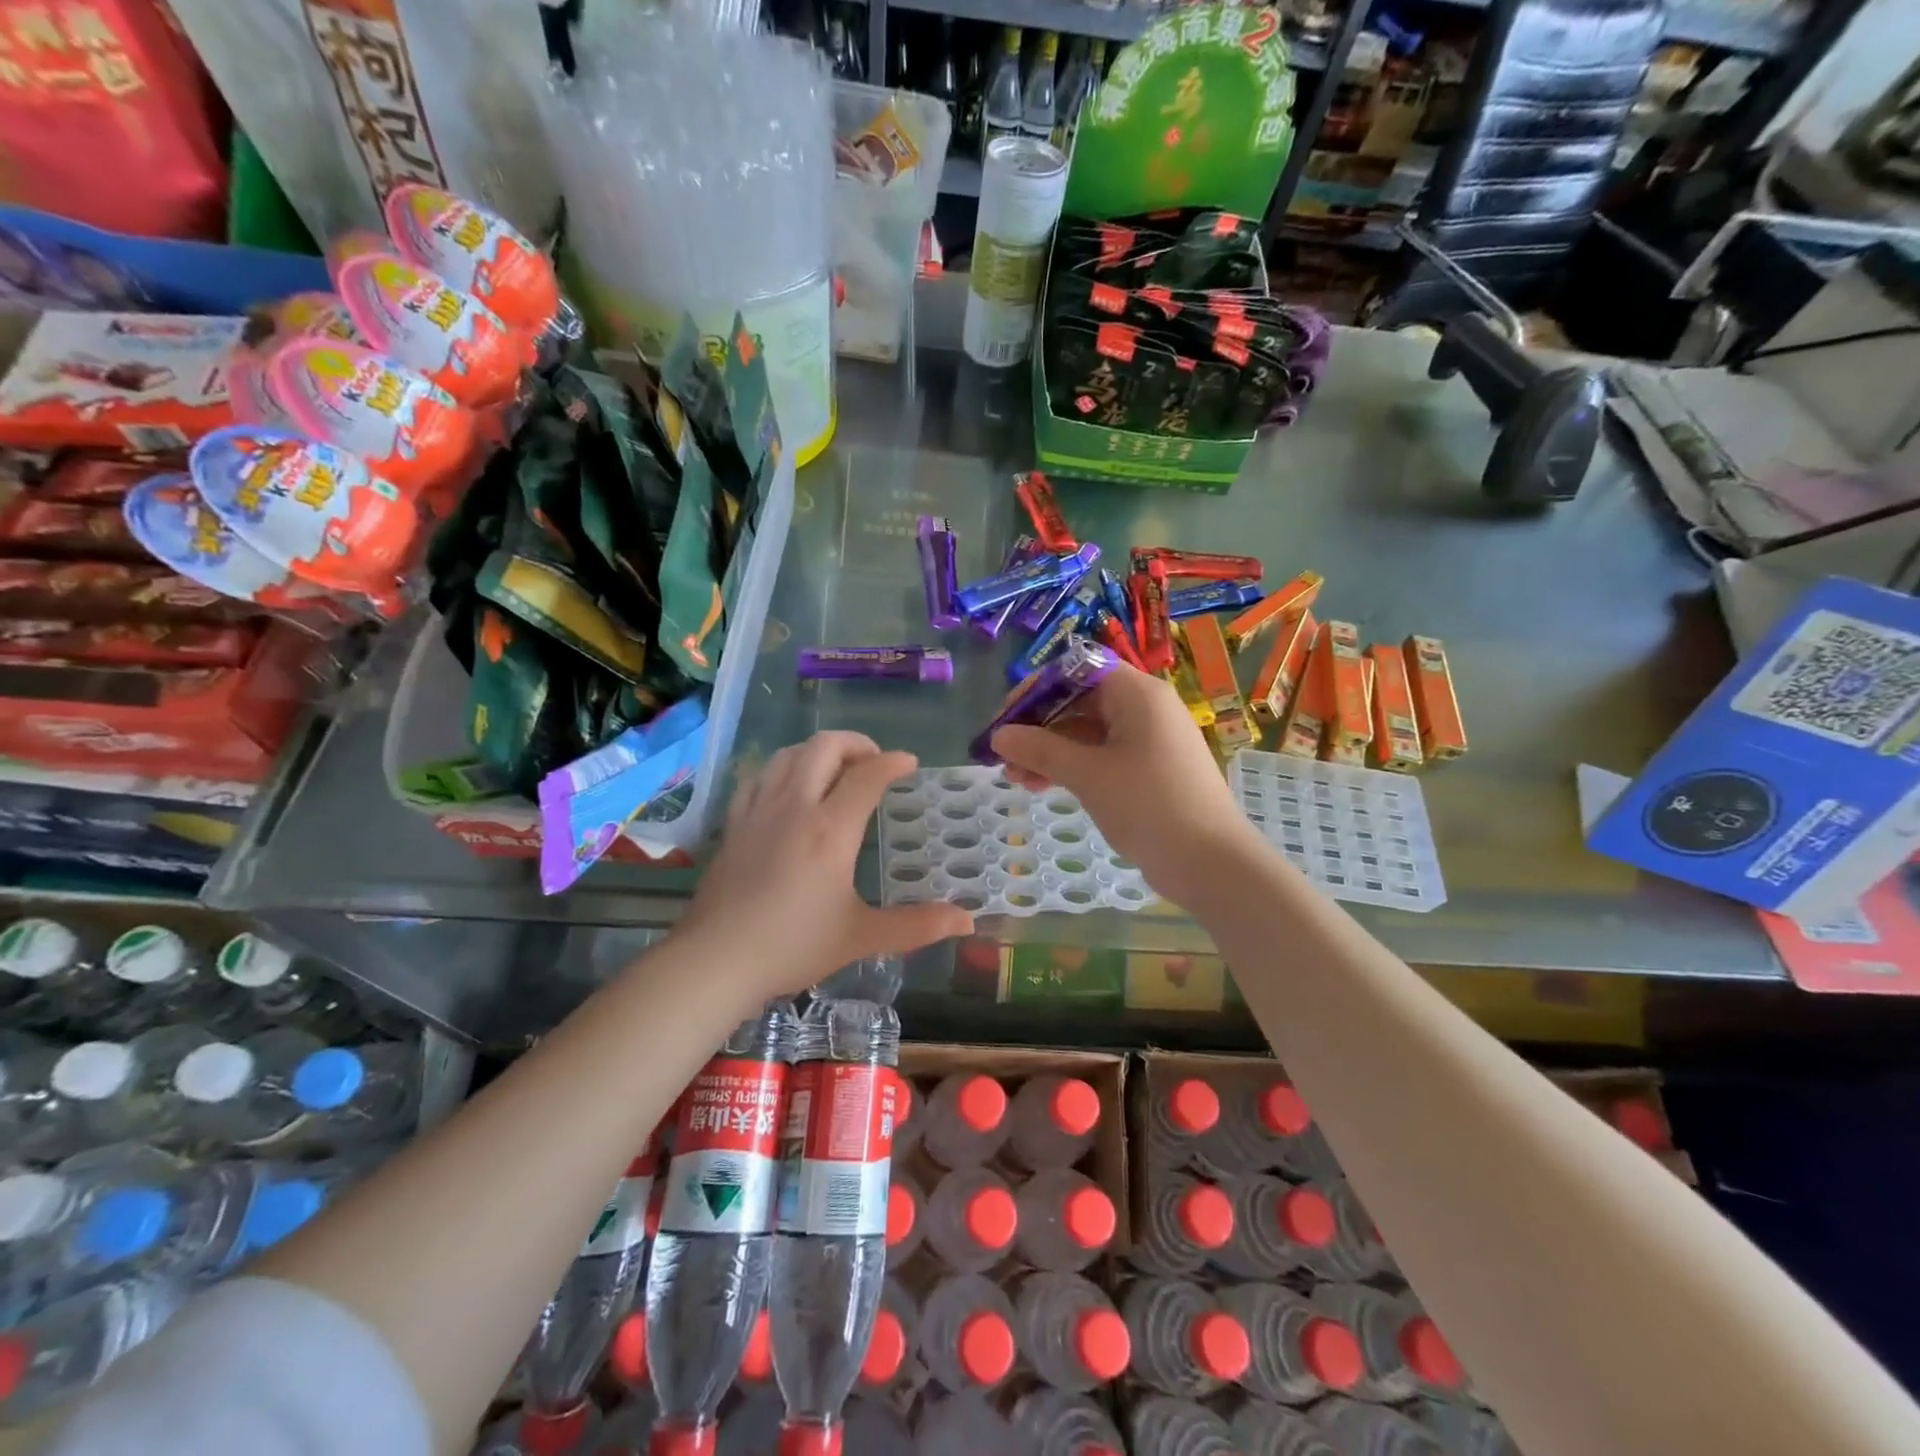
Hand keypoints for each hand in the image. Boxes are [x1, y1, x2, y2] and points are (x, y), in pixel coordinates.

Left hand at [678, 731, 973, 1004]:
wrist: (716, 960)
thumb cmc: (793, 946)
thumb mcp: (861, 937)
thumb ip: (917, 925)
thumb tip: (967, 921)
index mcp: (831, 829)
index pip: (868, 775)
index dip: (893, 762)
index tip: (909, 764)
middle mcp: (795, 806)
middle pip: (825, 747)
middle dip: (856, 743)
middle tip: (874, 762)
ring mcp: (759, 810)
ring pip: (790, 754)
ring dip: (818, 750)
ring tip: (836, 769)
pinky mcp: (734, 822)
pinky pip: (759, 775)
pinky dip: (782, 767)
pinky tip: (789, 786)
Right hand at [992, 666, 1264, 907]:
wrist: (1210, 862)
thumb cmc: (1148, 806)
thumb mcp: (1087, 774)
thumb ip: (1040, 750)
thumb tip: (999, 736)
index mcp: (1137, 693)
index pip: (1077, 670)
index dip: (1038, 690)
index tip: (1006, 719)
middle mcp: (1145, 708)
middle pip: (1080, 701)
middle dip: (1038, 727)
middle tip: (1004, 756)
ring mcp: (1149, 740)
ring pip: (1088, 733)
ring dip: (1051, 751)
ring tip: (1017, 780)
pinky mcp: (1150, 769)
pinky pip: (1103, 755)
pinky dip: (1074, 766)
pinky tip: (1045, 786)